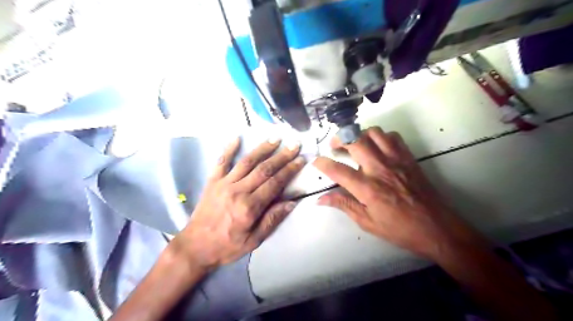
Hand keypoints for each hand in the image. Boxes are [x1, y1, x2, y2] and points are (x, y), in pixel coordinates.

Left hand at [171, 137, 303, 269]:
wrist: (195, 247)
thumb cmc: (227, 246)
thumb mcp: (253, 240)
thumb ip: (272, 220)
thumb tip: (291, 202)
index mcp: (250, 207)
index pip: (275, 183)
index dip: (289, 170)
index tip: (301, 160)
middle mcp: (238, 191)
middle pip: (264, 169)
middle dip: (282, 156)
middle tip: (294, 144)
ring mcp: (224, 184)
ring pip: (247, 162)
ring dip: (262, 148)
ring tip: (275, 138)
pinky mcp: (212, 182)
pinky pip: (221, 162)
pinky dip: (229, 149)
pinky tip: (237, 137)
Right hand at [313, 128, 486, 259]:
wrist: (437, 227)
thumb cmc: (400, 229)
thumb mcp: (367, 222)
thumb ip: (344, 205)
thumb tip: (320, 199)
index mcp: (368, 189)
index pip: (338, 170)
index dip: (323, 163)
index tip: (316, 161)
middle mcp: (380, 169)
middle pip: (355, 141)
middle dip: (339, 139)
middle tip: (335, 147)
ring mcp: (396, 160)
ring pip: (374, 132)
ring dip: (360, 135)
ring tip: (356, 145)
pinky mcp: (408, 157)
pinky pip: (392, 136)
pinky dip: (381, 137)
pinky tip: (378, 148)